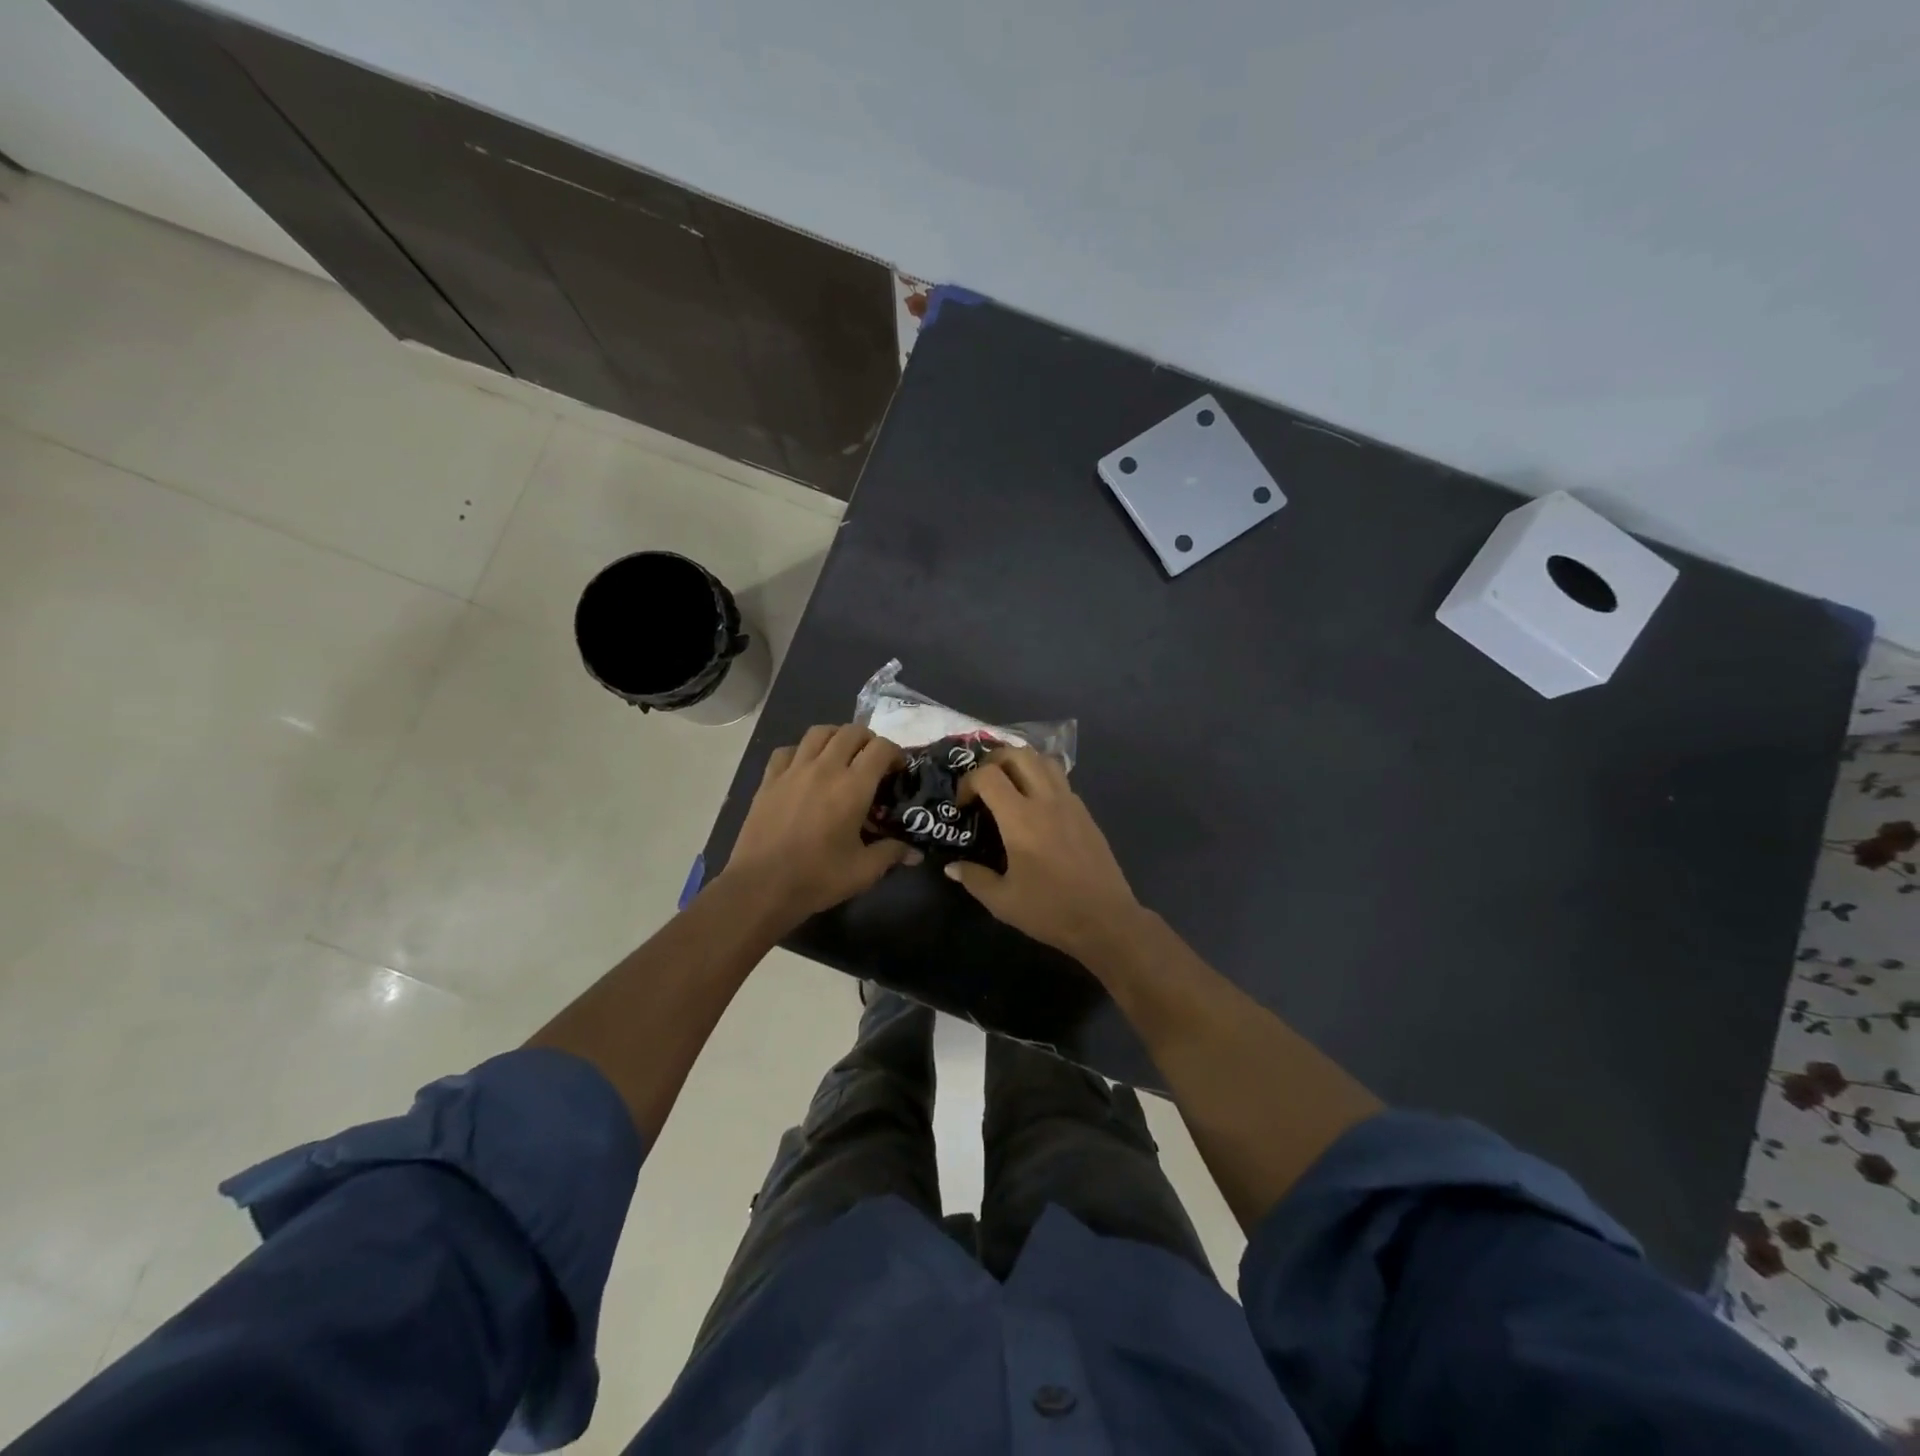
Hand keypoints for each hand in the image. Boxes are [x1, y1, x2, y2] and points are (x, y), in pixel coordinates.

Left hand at [720, 724, 918, 931]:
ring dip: (836, 737)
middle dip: (868, 740)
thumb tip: (916, 852)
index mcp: (852, 787)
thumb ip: (891, 853)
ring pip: (819, 732)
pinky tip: (804, 768)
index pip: (880, 748)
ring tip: (840, 755)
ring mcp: (793, 771)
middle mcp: (825, 768)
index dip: (895, 753)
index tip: (898, 770)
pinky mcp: (769, 780)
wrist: (761, 886)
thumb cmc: (817, 878)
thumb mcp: (863, 871)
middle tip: (872, 761)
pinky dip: (801, 752)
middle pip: (851, 732)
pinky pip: (787, 750)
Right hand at [946, 746, 1143, 962]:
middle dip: (992, 761)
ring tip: (1008, 787)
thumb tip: (952, 866)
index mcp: (1021, 819)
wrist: (1106, 920)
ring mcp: (1070, 803)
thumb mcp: (1002, 901)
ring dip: (1020, 764)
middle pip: (1017, 754)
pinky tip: (1035, 807)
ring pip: (1043, 760)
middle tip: (982, 785)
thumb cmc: (1050, 910)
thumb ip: (974, 878)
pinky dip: (1041, 779)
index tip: (962, 806)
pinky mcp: (1085, 812)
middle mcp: (1046, 800)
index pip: (988, 775)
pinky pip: (1060, 779)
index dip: (967, 782)